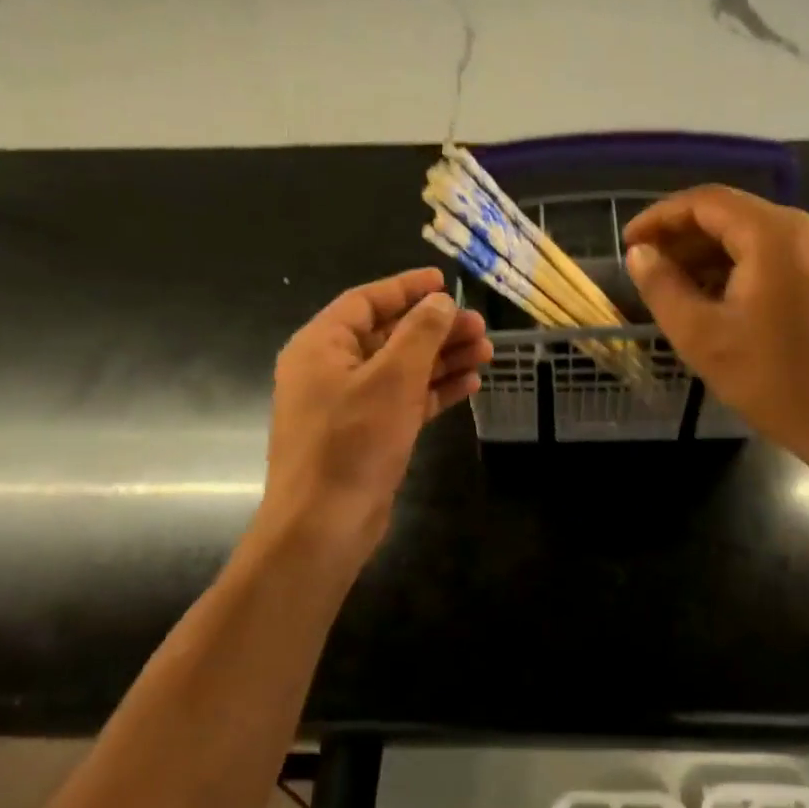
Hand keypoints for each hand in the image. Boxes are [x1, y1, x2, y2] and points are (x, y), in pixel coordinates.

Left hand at [261, 268, 490, 557]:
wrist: (323, 526)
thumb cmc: (352, 443)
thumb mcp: (391, 379)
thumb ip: (419, 334)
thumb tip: (440, 301)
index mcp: (321, 346)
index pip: (366, 302)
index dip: (406, 288)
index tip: (444, 281)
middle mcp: (331, 370)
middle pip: (389, 336)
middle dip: (436, 329)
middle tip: (480, 326)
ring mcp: (349, 405)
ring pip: (401, 370)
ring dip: (442, 360)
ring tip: (487, 353)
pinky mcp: (367, 436)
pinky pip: (404, 401)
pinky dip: (434, 392)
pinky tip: (470, 386)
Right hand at [623, 186, 808, 462]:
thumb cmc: (780, 382)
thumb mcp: (704, 338)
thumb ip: (663, 288)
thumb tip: (640, 255)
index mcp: (776, 234)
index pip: (706, 202)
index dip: (660, 218)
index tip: (629, 244)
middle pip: (734, 216)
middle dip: (685, 240)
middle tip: (649, 271)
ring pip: (758, 239)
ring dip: (713, 258)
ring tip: (678, 292)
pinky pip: (782, 259)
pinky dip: (744, 271)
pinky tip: (722, 304)